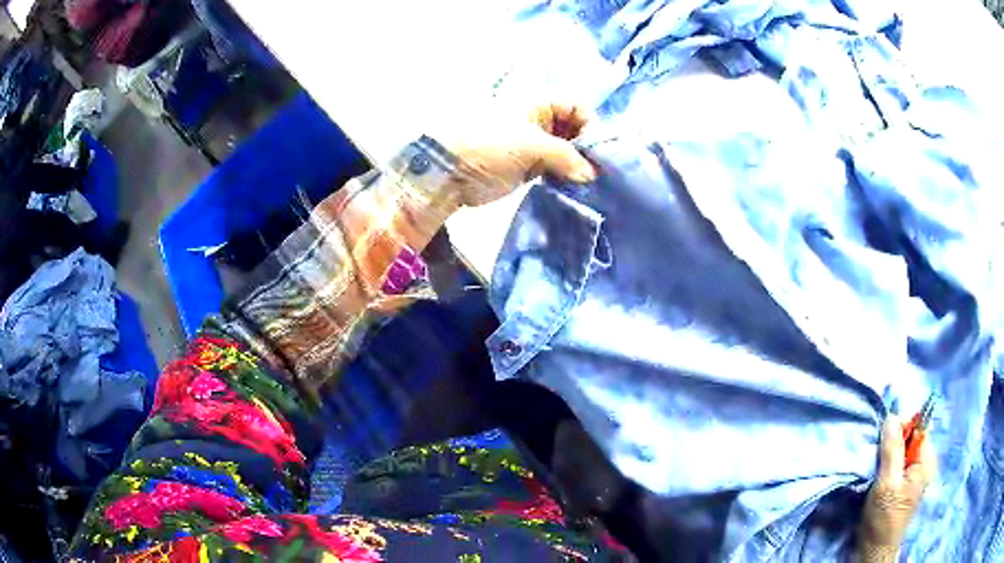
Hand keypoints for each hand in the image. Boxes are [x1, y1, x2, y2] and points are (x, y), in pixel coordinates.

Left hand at [438, 103, 596, 207]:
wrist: (452, 174)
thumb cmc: (489, 146)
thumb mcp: (530, 145)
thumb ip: (565, 156)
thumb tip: (591, 174)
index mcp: (539, 105)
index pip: (577, 106)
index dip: (590, 123)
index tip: (597, 149)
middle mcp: (541, 122)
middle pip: (576, 128)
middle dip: (588, 146)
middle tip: (597, 170)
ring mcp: (536, 145)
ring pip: (569, 150)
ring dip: (579, 164)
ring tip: (589, 181)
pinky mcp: (531, 167)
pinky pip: (558, 168)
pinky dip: (568, 176)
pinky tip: (575, 187)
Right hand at [858, 415, 936, 561]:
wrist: (875, 551)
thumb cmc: (883, 519)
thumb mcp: (886, 484)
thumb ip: (892, 450)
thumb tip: (892, 416)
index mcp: (926, 461)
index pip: (918, 428)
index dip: (901, 428)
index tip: (883, 439)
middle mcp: (925, 464)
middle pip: (911, 439)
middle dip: (893, 444)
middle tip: (877, 457)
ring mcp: (916, 475)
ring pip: (903, 452)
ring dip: (889, 456)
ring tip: (876, 469)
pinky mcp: (906, 485)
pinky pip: (900, 464)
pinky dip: (889, 466)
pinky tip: (879, 477)